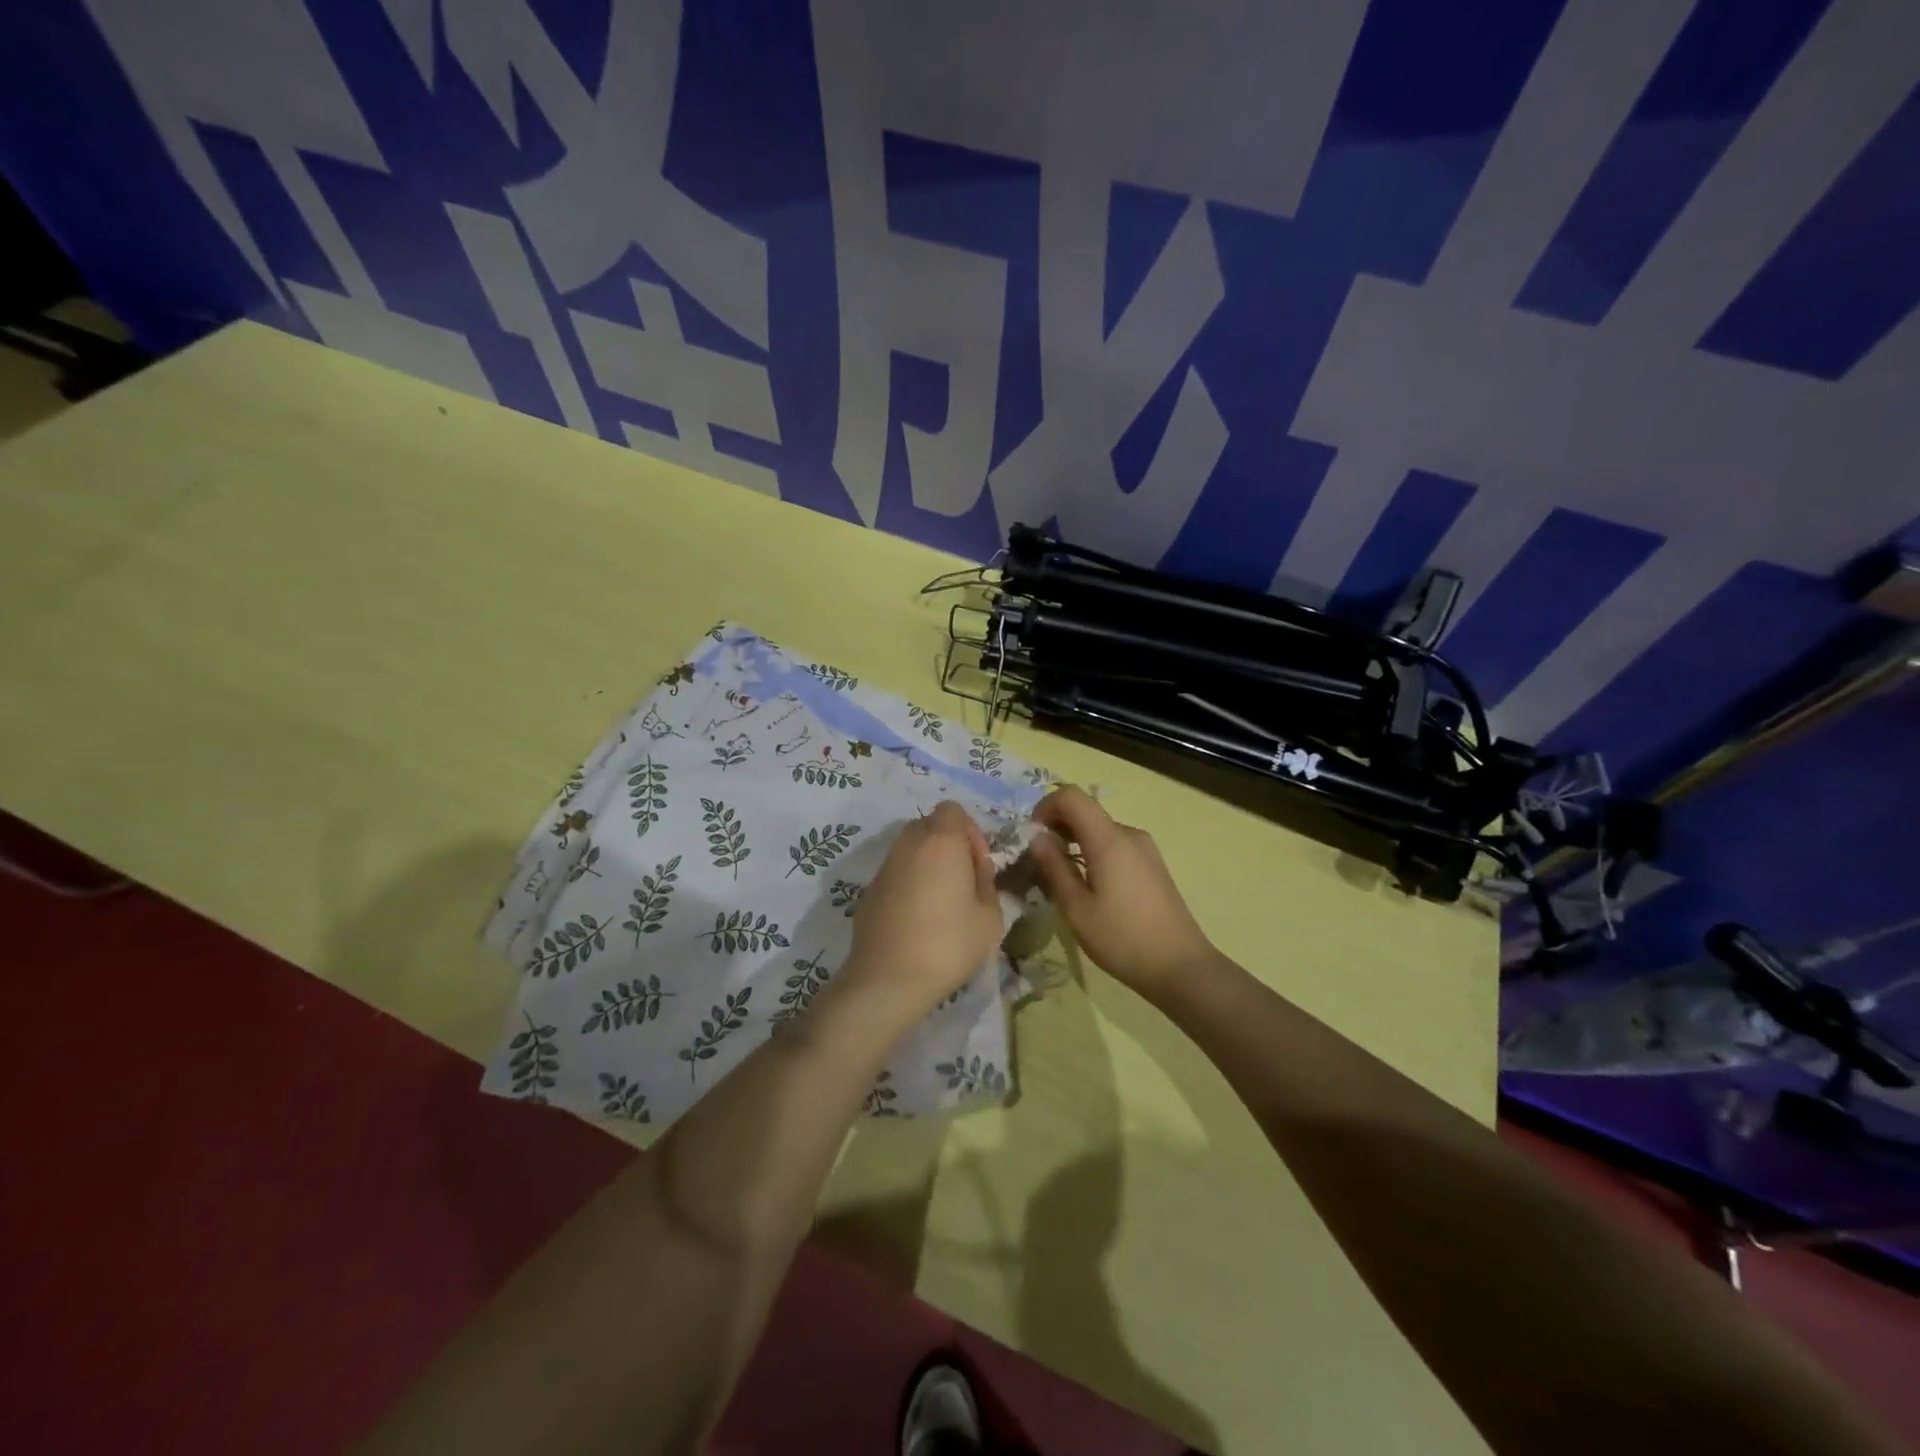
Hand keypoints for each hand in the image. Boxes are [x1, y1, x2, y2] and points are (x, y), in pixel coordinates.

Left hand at [843, 801, 1004, 1021]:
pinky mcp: (868, 891)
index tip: (977, 864)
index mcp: (941, 842)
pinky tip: (916, 919)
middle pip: (928, 825)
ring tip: (940, 901)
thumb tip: (976, 871)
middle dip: (947, 844)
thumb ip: (987, 883)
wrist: (889, 979)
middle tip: (961, 880)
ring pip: (909, 849)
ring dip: (926, 863)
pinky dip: (908, 883)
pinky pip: (895, 873)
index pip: (952, 809)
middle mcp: (908, 845)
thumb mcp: (990, 917)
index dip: (969, 831)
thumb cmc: (948, 944)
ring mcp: (884, 867)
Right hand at [1027, 787, 1213, 1001]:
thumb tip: (1036, 838)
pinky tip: (1089, 889)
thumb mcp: (1076, 908)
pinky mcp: (1152, 865)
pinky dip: (1093, 854)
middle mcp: (1129, 834)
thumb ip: (1053, 867)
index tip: (1033, 838)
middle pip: (1085, 813)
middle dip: (1057, 829)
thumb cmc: (1122, 938)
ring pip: (1099, 831)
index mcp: (1109, 839)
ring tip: (1062, 881)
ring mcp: (1144, 849)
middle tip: (1039, 864)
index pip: (1071, 796)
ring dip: (1074, 844)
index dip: (1045, 807)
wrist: (1181, 967)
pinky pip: (1115, 846)